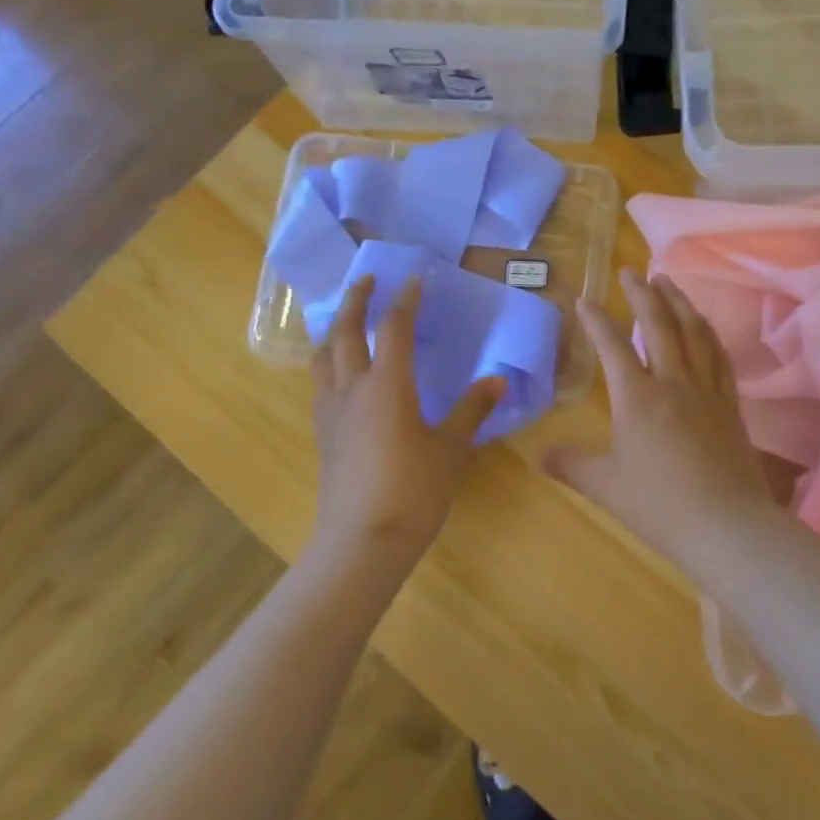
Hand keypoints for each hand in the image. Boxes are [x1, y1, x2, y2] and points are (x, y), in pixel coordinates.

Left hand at [309, 276, 504, 570]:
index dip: (406, 299)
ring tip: (347, 321)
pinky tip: (342, 375)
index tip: (416, 278)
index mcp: (387, 385)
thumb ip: (472, 411)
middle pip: (346, 331)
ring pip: (323, 356)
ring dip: (335, 329)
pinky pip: (321, 383)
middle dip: (356, 300)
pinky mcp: (322, 434)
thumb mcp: (451, 450)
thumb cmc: (414, 491)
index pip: (395, 327)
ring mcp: (331, 411)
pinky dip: (330, 363)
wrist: (363, 541)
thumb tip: (498, 381)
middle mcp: (353, 388)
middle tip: (368, 281)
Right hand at [545, 268, 776, 561]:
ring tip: (669, 282)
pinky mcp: (730, 406)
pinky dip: (708, 334)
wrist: (727, 526)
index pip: (612, 346)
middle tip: (632, 272)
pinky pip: (719, 357)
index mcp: (638, 398)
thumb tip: (539, 454)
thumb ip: (570, 465)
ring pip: (694, 333)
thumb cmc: (659, 506)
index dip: (596, 320)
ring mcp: (707, 391)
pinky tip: (704, 328)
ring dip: (679, 303)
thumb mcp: (604, 487)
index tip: (584, 299)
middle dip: (643, 294)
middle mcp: (674, 383)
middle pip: (659, 325)